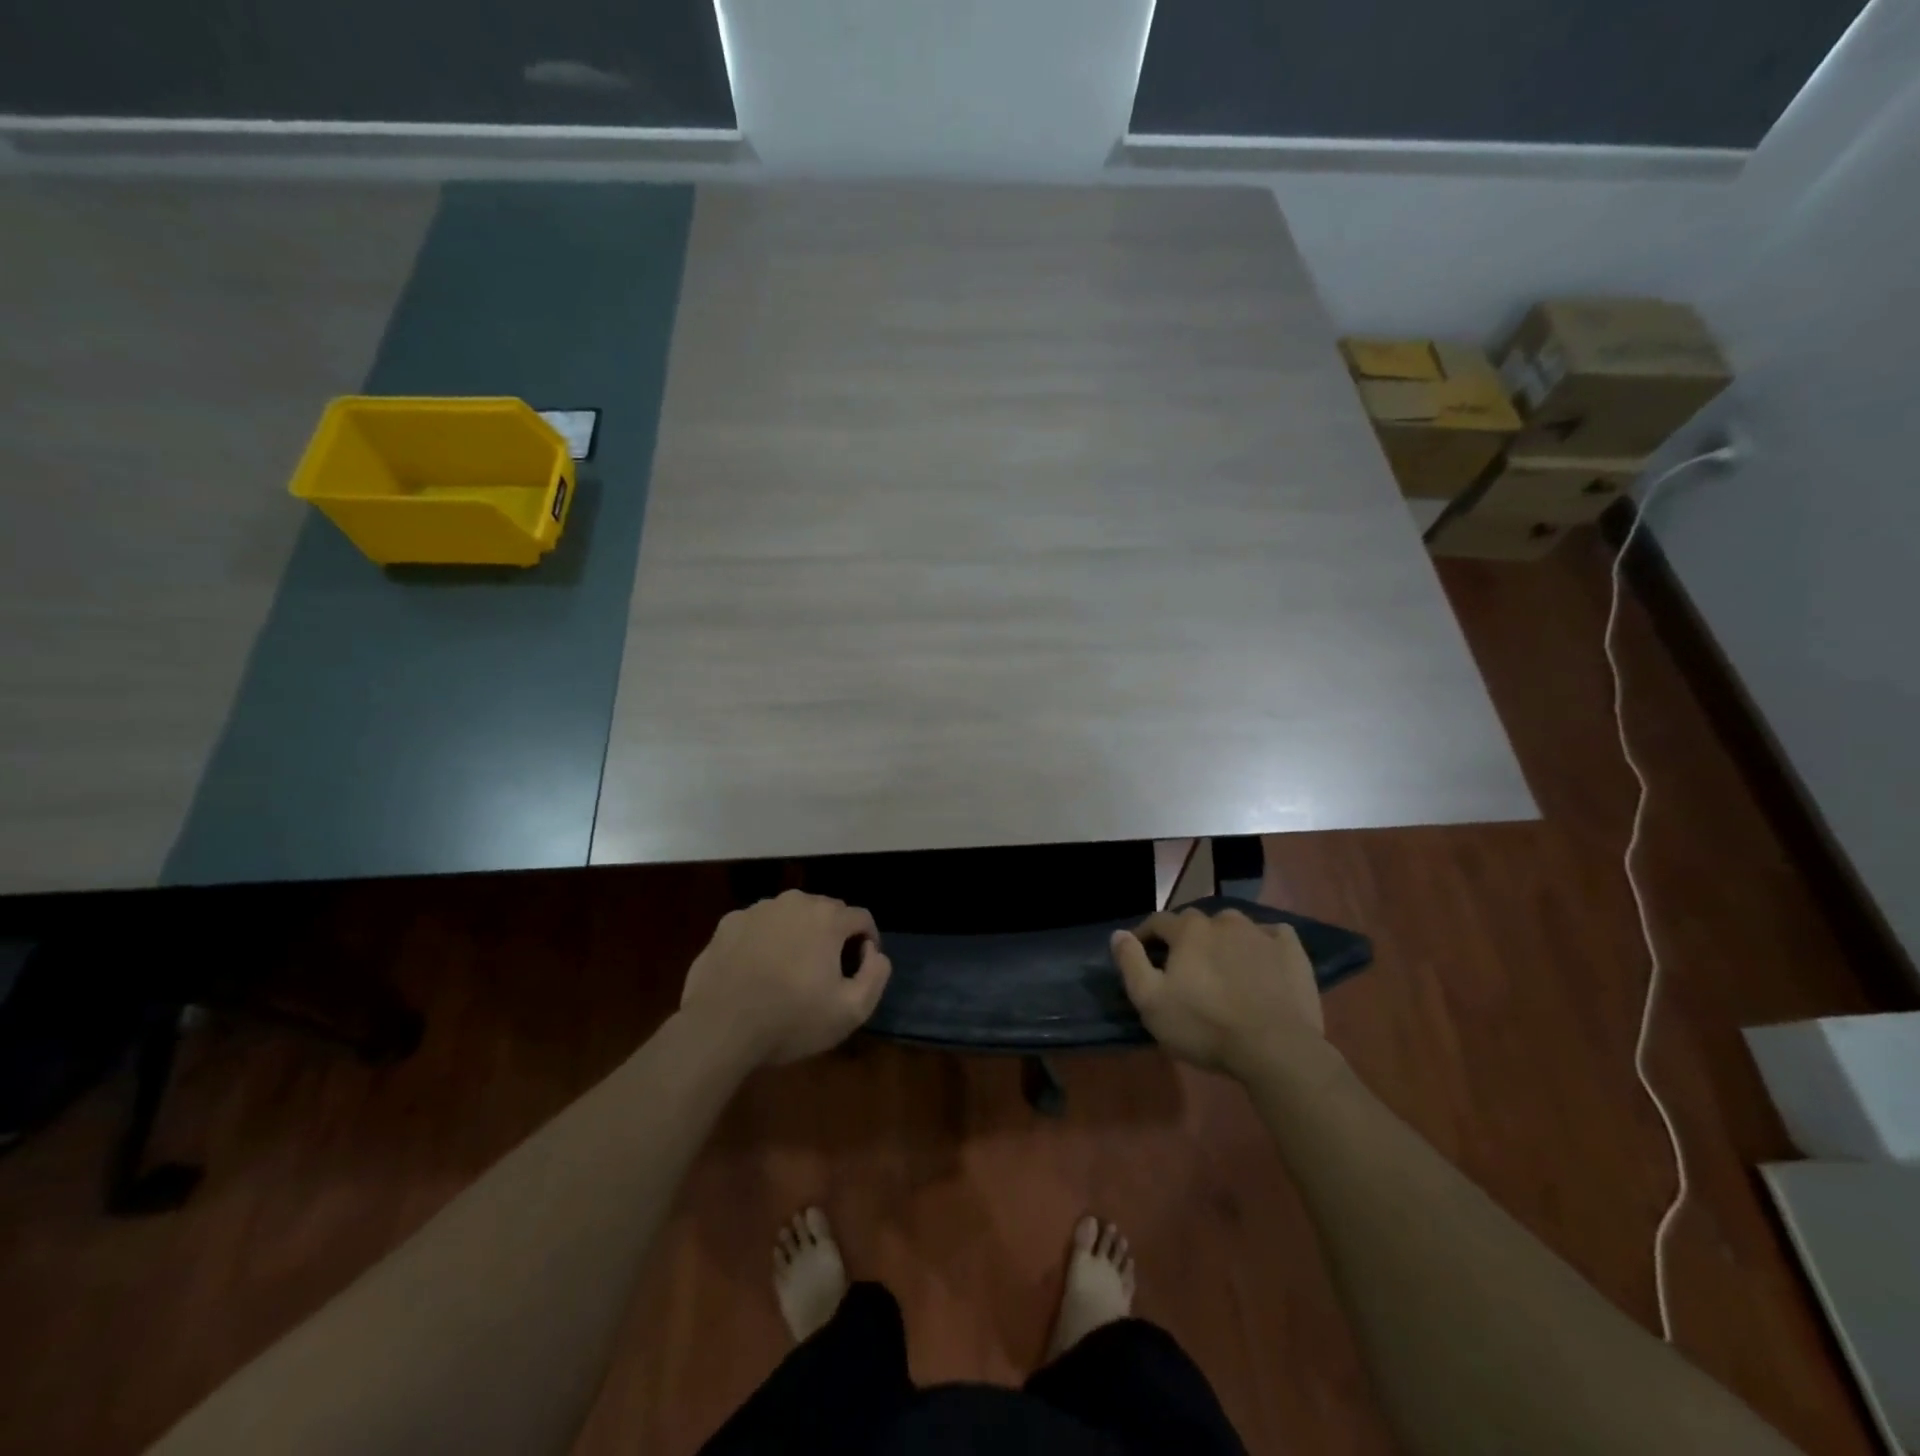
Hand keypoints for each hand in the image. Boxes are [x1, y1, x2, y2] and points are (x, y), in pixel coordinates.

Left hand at [680, 890, 891, 1065]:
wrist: (719, 1027)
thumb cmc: (791, 1019)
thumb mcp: (851, 1011)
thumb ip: (875, 975)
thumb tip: (873, 952)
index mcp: (828, 917)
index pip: (861, 919)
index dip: (867, 942)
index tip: (859, 969)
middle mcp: (794, 902)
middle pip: (826, 912)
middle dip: (832, 936)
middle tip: (825, 972)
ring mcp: (757, 910)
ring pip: (790, 916)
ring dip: (797, 935)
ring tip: (789, 971)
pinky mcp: (727, 924)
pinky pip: (758, 926)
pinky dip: (764, 941)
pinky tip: (756, 971)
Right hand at [1111, 908, 1324, 1075]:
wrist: (1276, 1049)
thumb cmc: (1205, 1026)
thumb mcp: (1151, 1001)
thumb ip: (1131, 963)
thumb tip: (1118, 934)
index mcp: (1188, 930)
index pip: (1158, 921)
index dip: (1145, 935)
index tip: (1140, 952)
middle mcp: (1223, 921)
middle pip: (1196, 922)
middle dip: (1185, 939)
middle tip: (1183, 966)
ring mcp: (1261, 933)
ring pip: (1233, 927)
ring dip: (1222, 940)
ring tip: (1222, 966)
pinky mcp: (1292, 951)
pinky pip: (1272, 935)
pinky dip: (1262, 943)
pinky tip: (1261, 961)